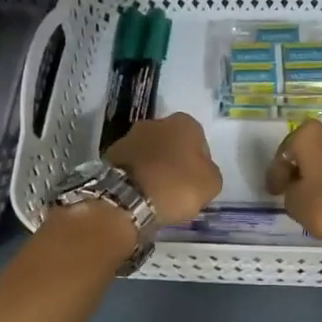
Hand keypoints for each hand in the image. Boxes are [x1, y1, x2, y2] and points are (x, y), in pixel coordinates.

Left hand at [103, 112, 222, 226]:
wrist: (126, 198)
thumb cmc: (176, 186)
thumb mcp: (211, 184)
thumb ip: (210, 172)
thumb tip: (200, 171)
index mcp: (184, 123)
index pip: (199, 141)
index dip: (200, 163)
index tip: (196, 182)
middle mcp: (156, 122)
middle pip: (172, 144)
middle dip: (174, 161)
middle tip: (177, 188)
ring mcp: (129, 136)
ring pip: (150, 153)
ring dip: (154, 168)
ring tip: (156, 194)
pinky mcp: (110, 154)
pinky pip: (131, 165)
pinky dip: (136, 176)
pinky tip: (139, 194)